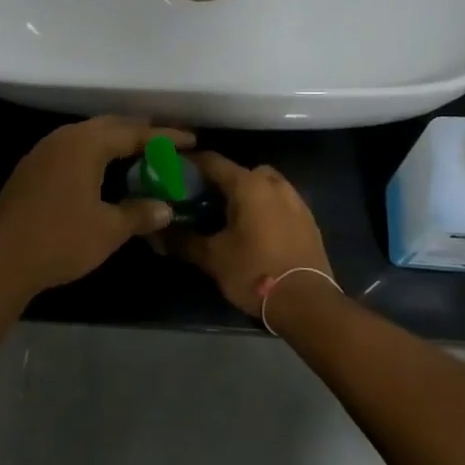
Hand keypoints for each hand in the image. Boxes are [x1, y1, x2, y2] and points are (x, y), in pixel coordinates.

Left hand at [0, 117, 195, 301]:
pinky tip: (101, 170)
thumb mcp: (108, 229)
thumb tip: (166, 208)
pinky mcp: (31, 168)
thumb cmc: (61, 240)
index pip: (134, 132)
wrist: (2, 259)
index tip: (191, 140)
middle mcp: (64, 138)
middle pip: (109, 125)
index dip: (165, 136)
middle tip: (166, 141)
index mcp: (86, 144)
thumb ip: (140, 213)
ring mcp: (43, 151)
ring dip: (114, 140)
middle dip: (139, 131)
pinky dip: (93, 153)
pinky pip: (71, 149)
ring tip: (138, 151)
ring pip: (87, 135)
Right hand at [170, 152, 331, 315]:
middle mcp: (273, 183)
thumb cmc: (254, 272)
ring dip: (244, 194)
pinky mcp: (308, 219)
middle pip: (239, 172)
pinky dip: (263, 208)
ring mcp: (295, 199)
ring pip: (262, 185)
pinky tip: (254, 231)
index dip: (189, 164)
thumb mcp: (212, 258)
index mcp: (248, 185)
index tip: (172, 172)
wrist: (307, 302)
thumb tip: (156, 234)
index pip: (211, 161)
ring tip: (227, 217)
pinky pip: (279, 202)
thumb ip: (182, 240)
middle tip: (200, 201)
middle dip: (219, 182)